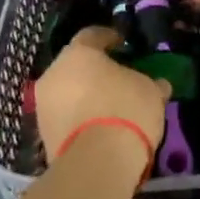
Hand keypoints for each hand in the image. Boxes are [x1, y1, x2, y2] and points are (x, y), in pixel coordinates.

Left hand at [35, 27, 169, 162]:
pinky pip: (63, 116)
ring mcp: (43, 104)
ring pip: (66, 91)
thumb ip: (149, 82)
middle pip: (75, 64)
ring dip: (83, 95)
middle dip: (94, 69)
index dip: (110, 38)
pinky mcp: (42, 134)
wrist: (95, 163)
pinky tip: (97, 127)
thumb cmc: (125, 111)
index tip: (123, 44)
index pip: (93, 35)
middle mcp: (54, 73)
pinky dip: (78, 117)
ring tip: (107, 106)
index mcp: (79, 53)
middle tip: (116, 78)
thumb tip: (157, 83)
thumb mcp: (150, 91)